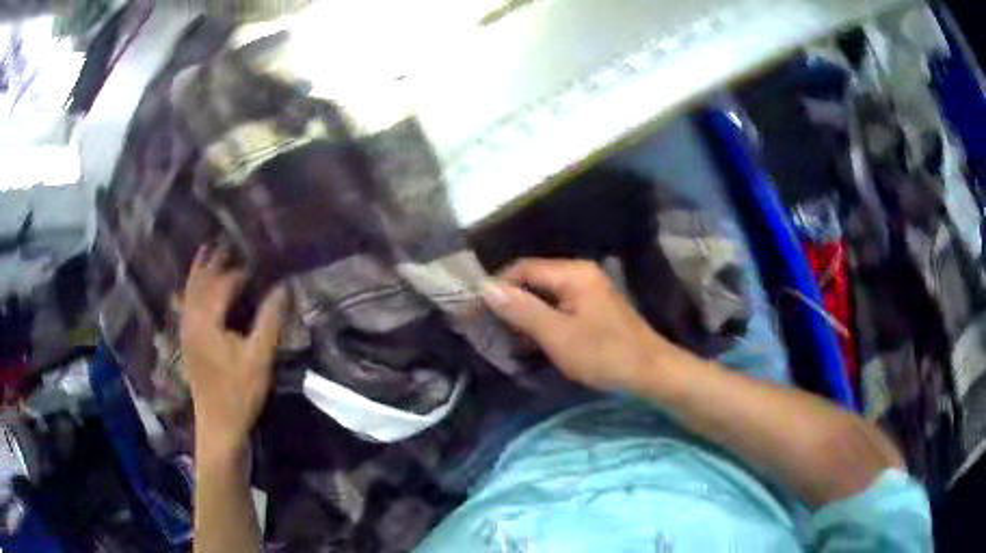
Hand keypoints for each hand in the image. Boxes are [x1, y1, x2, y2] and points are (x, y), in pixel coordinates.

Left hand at [176, 244, 286, 461]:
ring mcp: (186, 332)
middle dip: (214, 260)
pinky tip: (188, 289)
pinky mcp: (187, 343)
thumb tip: (283, 286)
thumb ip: (270, 320)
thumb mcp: (259, 358)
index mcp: (207, 321)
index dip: (240, 271)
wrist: (218, 426)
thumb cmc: (239, 394)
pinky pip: (185, 306)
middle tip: (227, 240)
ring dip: (199, 271)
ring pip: (189, 292)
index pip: (223, 284)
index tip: (258, 261)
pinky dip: (189, 290)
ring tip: (207, 251)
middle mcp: (191, 320)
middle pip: (200, 281)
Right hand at [482, 258, 668, 391]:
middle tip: (490, 328)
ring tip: (508, 340)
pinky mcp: (595, 310)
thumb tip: (485, 287)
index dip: (498, 286)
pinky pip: (560, 309)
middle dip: (512, 303)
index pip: (524, 268)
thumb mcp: (557, 335)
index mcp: (573, 274)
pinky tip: (534, 344)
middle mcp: (581, 275)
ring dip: (527, 316)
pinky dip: (545, 323)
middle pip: (535, 281)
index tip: (478, 310)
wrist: (651, 373)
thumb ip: (521, 310)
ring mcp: (590, 292)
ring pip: (546, 297)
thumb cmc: (604, 354)